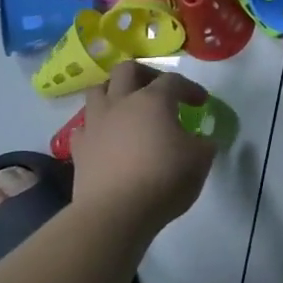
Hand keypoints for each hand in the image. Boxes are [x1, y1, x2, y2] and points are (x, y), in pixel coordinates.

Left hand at [69, 62, 216, 224]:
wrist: (115, 213)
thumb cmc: (164, 179)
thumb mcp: (201, 159)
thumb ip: (204, 143)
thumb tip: (200, 140)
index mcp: (153, 100)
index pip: (173, 80)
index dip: (190, 88)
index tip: (201, 102)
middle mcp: (120, 103)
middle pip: (127, 70)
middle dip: (145, 74)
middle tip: (160, 91)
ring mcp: (95, 124)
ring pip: (98, 91)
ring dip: (115, 93)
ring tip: (129, 108)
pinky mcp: (79, 148)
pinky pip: (85, 126)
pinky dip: (98, 126)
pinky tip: (108, 138)